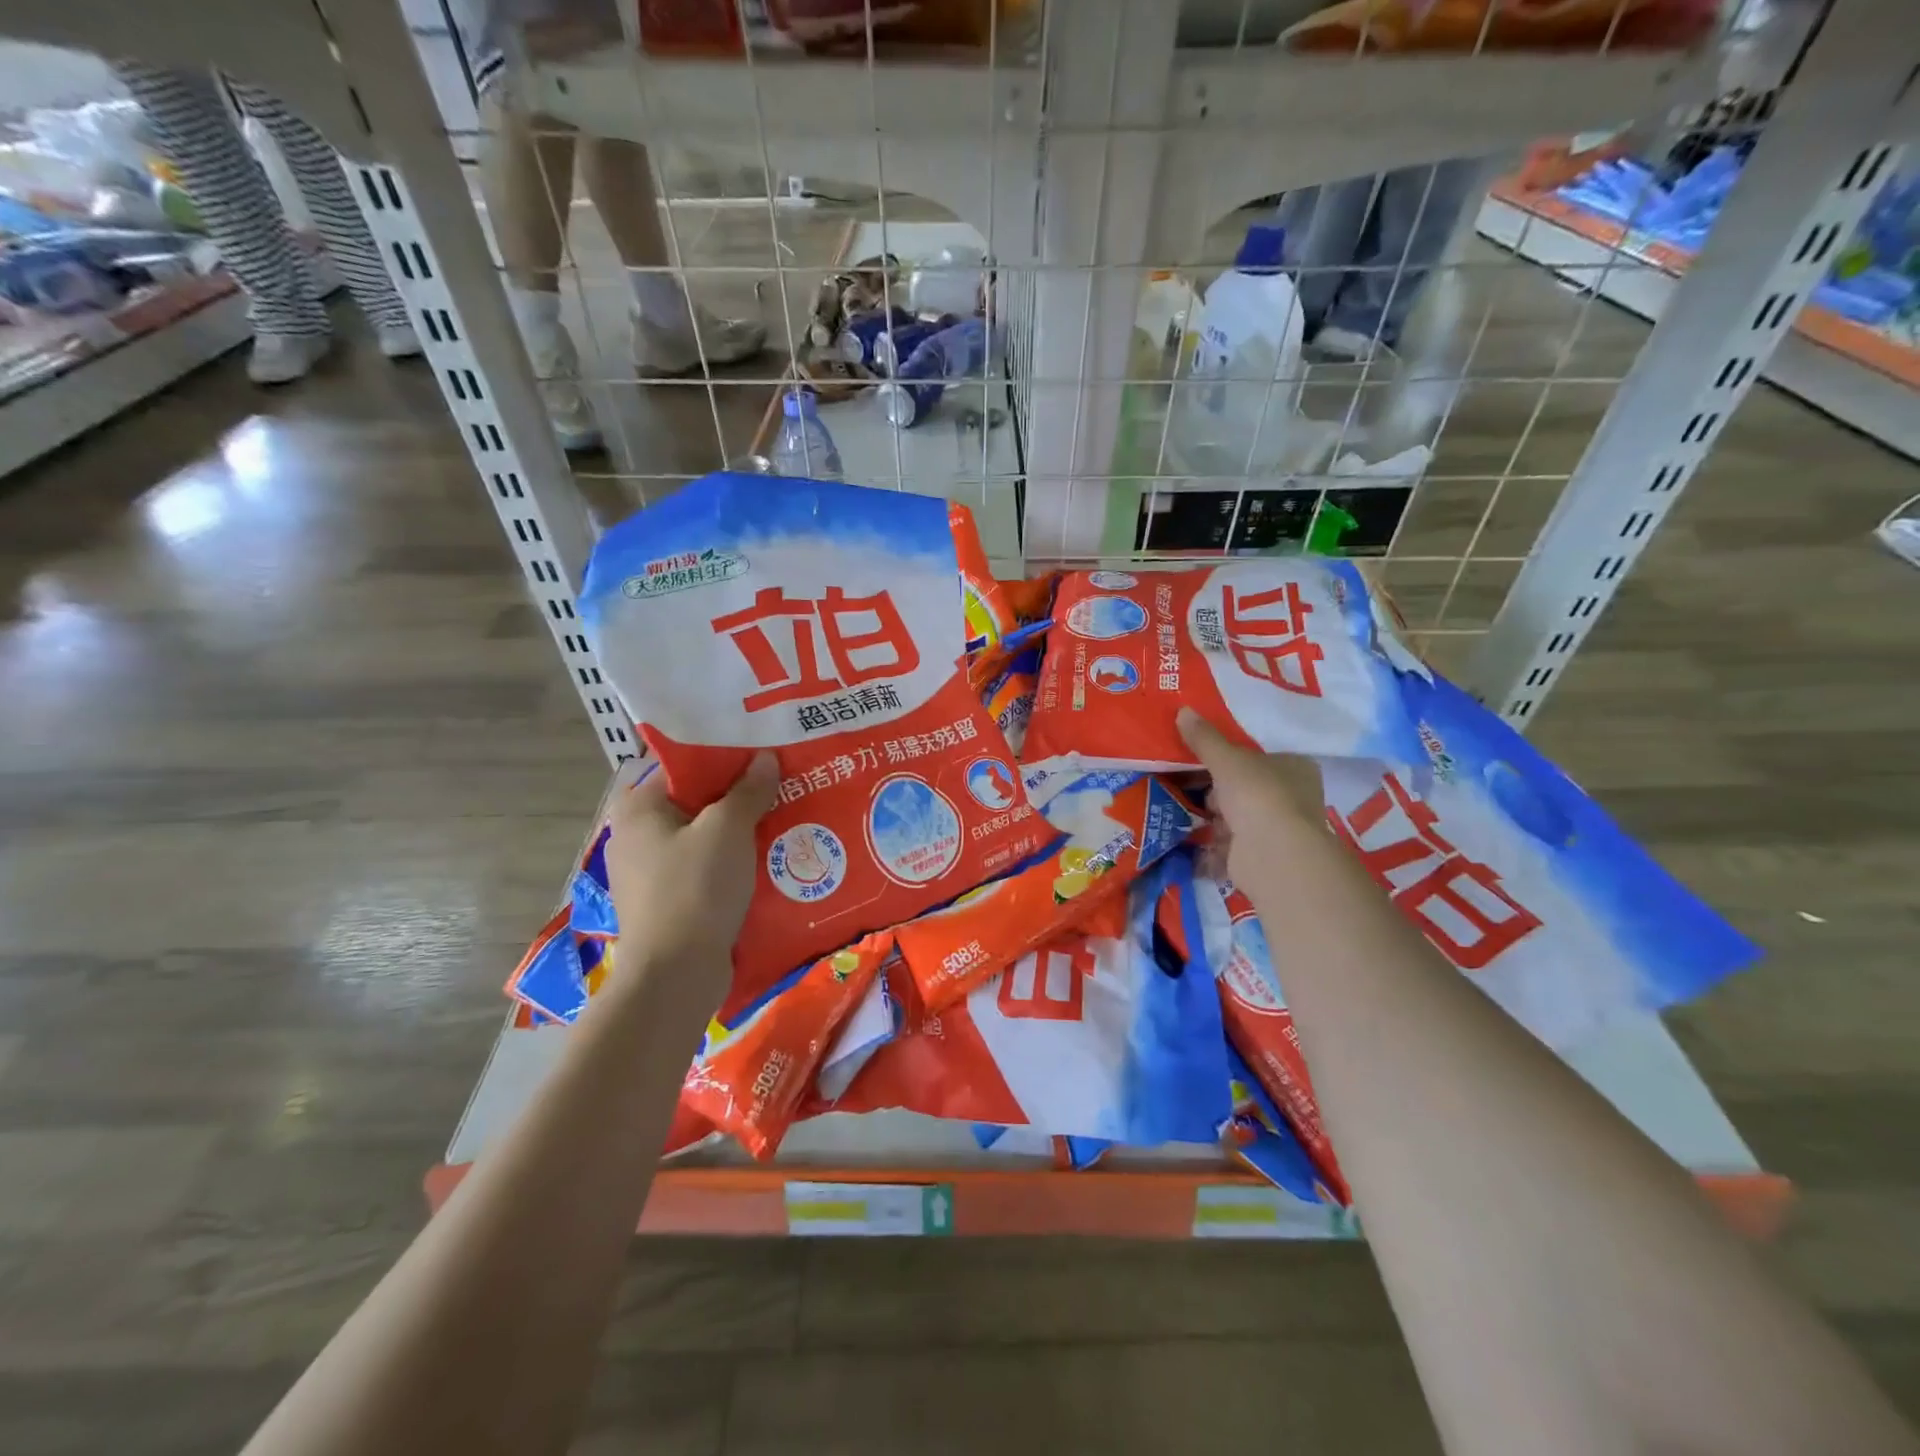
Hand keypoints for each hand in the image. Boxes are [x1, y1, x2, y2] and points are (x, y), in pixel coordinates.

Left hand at [602, 753, 778, 988]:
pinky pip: (706, 868)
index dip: (724, 757)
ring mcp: (650, 872)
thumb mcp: (728, 829)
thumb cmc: (696, 888)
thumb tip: (764, 759)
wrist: (676, 974)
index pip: (683, 765)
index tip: (762, 754)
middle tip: (781, 784)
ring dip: (740, 830)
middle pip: (695, 801)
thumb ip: (748, 790)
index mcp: (638, 808)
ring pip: (704, 837)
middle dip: (738, 795)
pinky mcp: (669, 902)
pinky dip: (732, 861)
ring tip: (784, 817)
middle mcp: (636, 835)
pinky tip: (769, 859)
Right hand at [1177, 708, 1324, 880]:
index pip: (1262, 756)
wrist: (1270, 854)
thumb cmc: (1257, 795)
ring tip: (1178, 807)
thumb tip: (1182, 710)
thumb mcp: (1226, 759)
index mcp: (1296, 768)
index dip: (1232, 757)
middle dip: (1217, 790)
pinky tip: (1186, 838)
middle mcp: (1292, 798)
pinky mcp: (1260, 857)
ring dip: (1212, 818)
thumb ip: (1204, 738)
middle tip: (1186, 781)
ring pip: (1236, 817)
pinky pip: (1228, 846)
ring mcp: (1277, 830)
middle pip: (1245, 788)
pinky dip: (1209, 845)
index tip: (1204, 757)